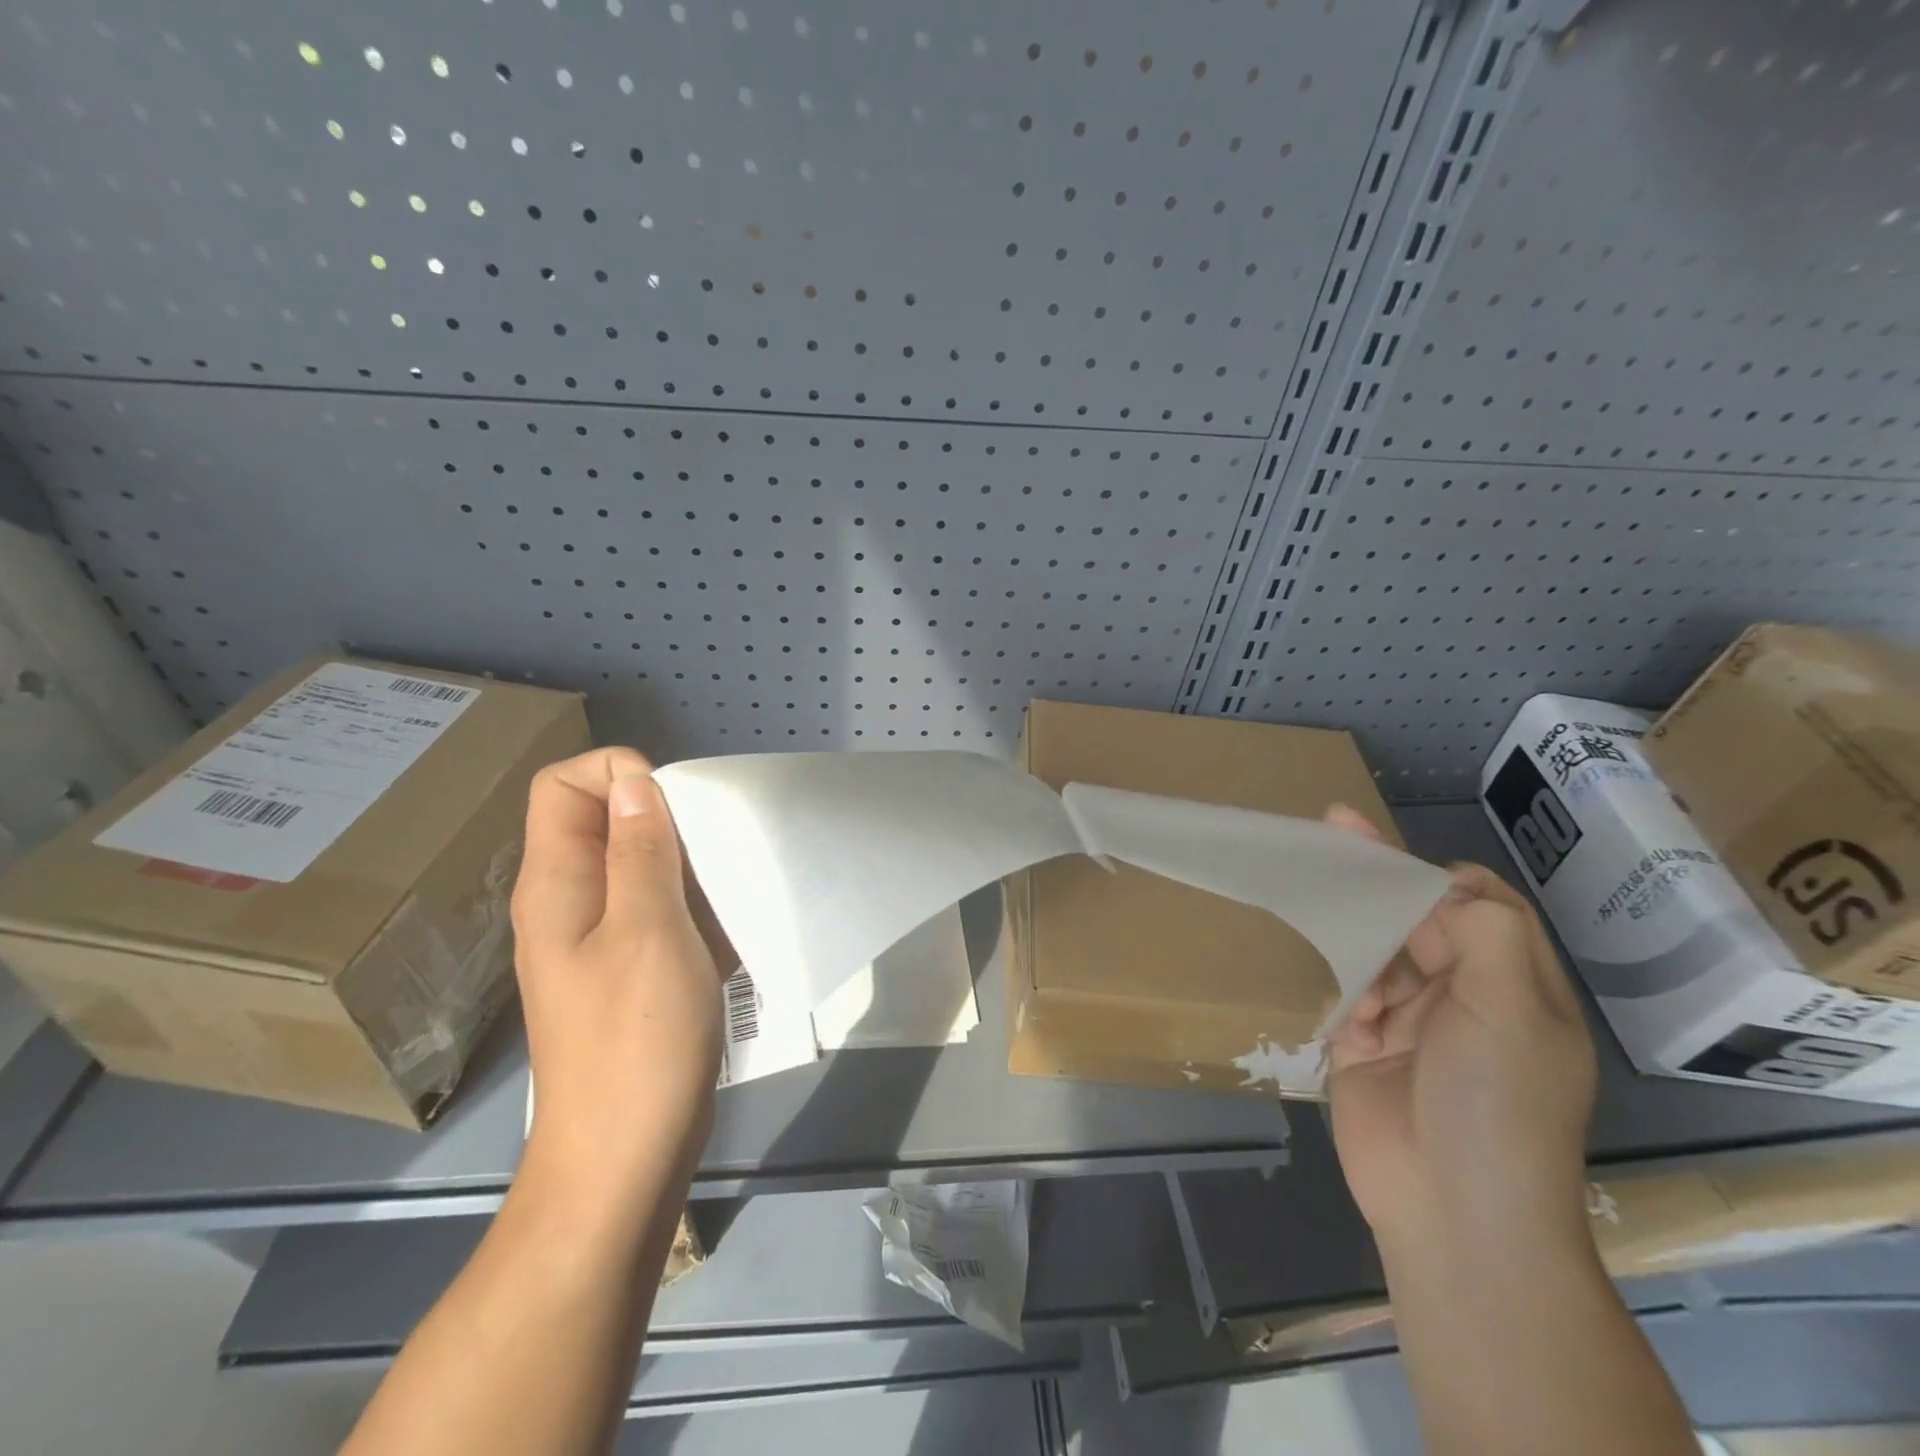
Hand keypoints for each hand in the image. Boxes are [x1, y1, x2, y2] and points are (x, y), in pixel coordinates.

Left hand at [511, 747, 723, 1203]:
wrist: (626, 1155)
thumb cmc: (638, 1038)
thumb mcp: (649, 931)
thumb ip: (641, 851)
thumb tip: (634, 781)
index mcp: (557, 884)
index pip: (564, 786)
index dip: (618, 774)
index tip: (676, 805)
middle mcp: (569, 902)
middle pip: (604, 820)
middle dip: (664, 819)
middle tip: (713, 852)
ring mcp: (598, 939)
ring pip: (639, 866)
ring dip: (686, 866)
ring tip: (727, 891)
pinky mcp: (629, 969)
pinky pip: (658, 910)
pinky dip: (693, 907)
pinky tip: (726, 934)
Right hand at [1322, 806, 1597, 1258]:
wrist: (1450, 1212)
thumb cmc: (1494, 1104)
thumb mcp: (1511, 1011)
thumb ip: (1484, 932)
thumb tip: (1444, 884)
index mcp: (1517, 987)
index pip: (1481, 907)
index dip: (1439, 874)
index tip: (1389, 852)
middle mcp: (1468, 998)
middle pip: (1422, 921)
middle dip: (1383, 884)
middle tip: (1332, 834)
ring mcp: (1413, 1024)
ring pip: (1379, 952)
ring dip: (1357, 936)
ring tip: (1324, 908)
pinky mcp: (1365, 1047)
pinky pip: (1347, 994)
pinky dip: (1342, 990)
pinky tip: (1343, 1008)